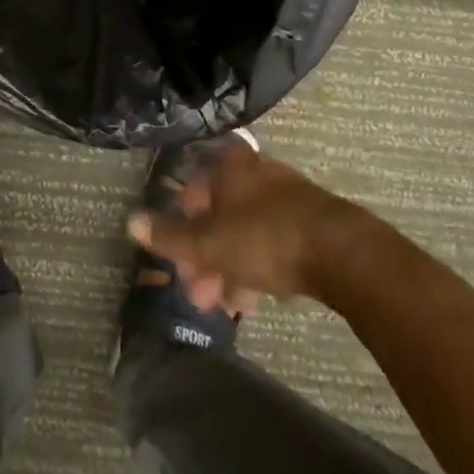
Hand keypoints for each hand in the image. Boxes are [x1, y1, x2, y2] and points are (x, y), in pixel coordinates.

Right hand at [127, 140, 350, 308]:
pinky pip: (273, 242)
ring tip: (227, 306)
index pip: (194, 186)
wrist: (344, 254)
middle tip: (199, 294)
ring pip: (246, 231)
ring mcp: (286, 196)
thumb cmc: (265, 238)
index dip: (182, 221)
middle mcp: (256, 173)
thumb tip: (130, 221)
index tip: (179, 255)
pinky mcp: (311, 223)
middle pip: (220, 213)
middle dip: (205, 254)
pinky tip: (256, 299)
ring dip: (230, 267)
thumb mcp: (209, 243)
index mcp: (229, 167)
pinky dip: (258, 267)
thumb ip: (170, 236)